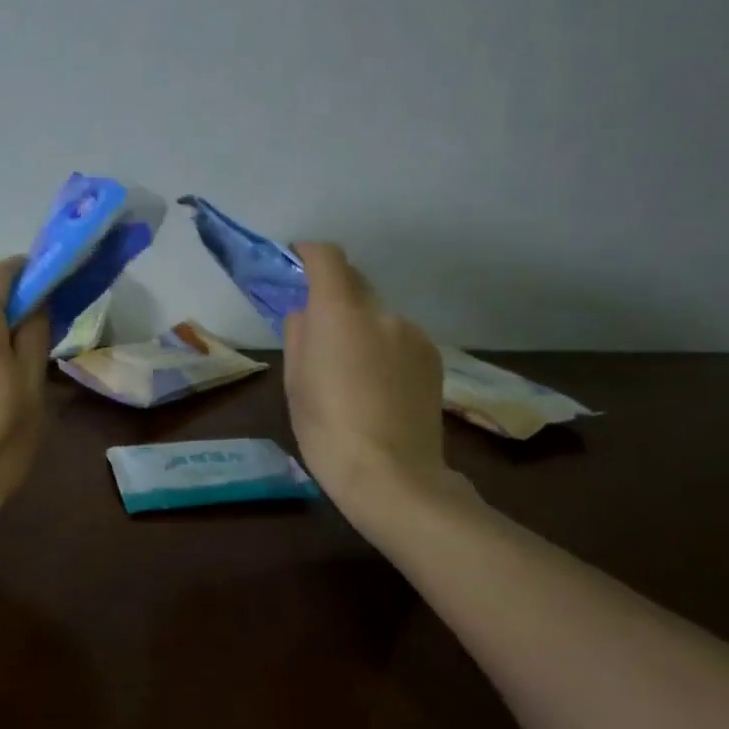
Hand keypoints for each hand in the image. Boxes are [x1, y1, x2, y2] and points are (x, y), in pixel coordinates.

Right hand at [283, 243, 469, 536]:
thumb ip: (299, 336)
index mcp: (340, 314)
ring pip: (379, 315)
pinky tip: (378, 385)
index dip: (311, 253)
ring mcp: (413, 334)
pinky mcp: (433, 358)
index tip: (298, 260)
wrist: (392, 475)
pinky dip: (384, 347)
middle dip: (335, 294)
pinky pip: (400, 338)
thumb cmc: (327, 429)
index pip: (329, 258)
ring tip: (351, 369)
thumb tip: (305, 314)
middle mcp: (382, 313)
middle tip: (318, 326)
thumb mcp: (295, 383)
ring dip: (362, 325)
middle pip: (356, 284)